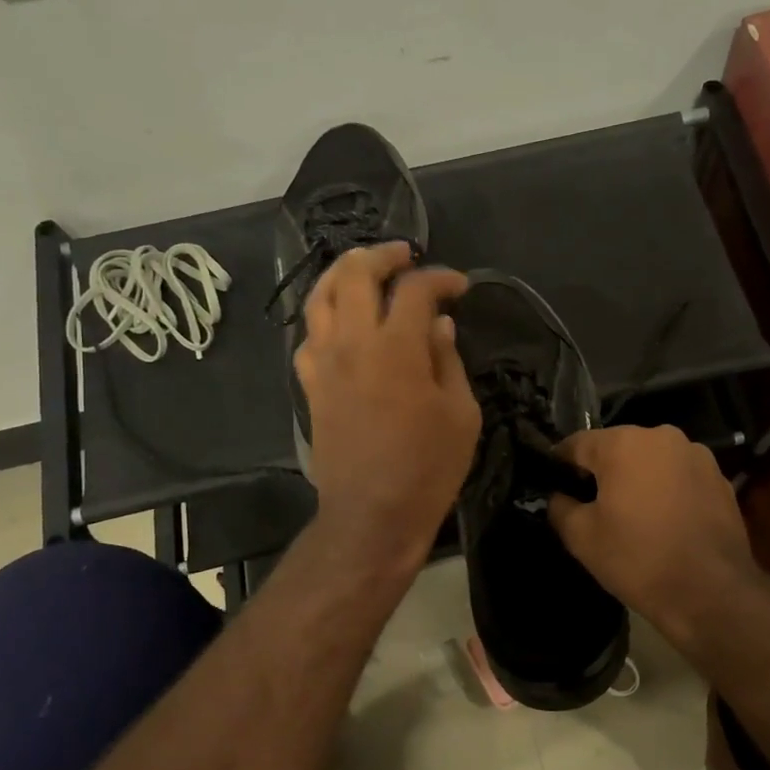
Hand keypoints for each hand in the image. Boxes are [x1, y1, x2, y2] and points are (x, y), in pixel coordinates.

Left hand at [294, 243, 480, 573]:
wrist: (371, 514)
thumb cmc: (427, 468)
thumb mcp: (460, 414)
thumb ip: (448, 361)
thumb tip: (440, 326)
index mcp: (396, 347)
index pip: (415, 289)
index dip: (440, 278)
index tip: (460, 286)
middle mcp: (352, 342)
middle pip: (354, 273)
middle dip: (382, 255)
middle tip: (405, 257)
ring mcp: (324, 362)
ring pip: (320, 296)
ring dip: (344, 275)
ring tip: (366, 273)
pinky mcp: (310, 384)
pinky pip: (308, 334)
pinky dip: (326, 316)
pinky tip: (342, 323)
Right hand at [548, 425, 756, 640]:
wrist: (712, 593)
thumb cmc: (638, 558)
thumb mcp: (581, 537)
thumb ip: (560, 506)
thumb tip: (559, 496)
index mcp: (624, 443)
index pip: (577, 444)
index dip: (560, 465)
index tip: (553, 486)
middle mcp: (662, 436)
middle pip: (618, 448)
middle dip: (602, 472)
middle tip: (592, 506)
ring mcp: (697, 456)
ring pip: (651, 462)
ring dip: (637, 480)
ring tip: (632, 516)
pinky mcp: (720, 479)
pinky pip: (679, 477)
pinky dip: (666, 491)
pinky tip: (664, 522)